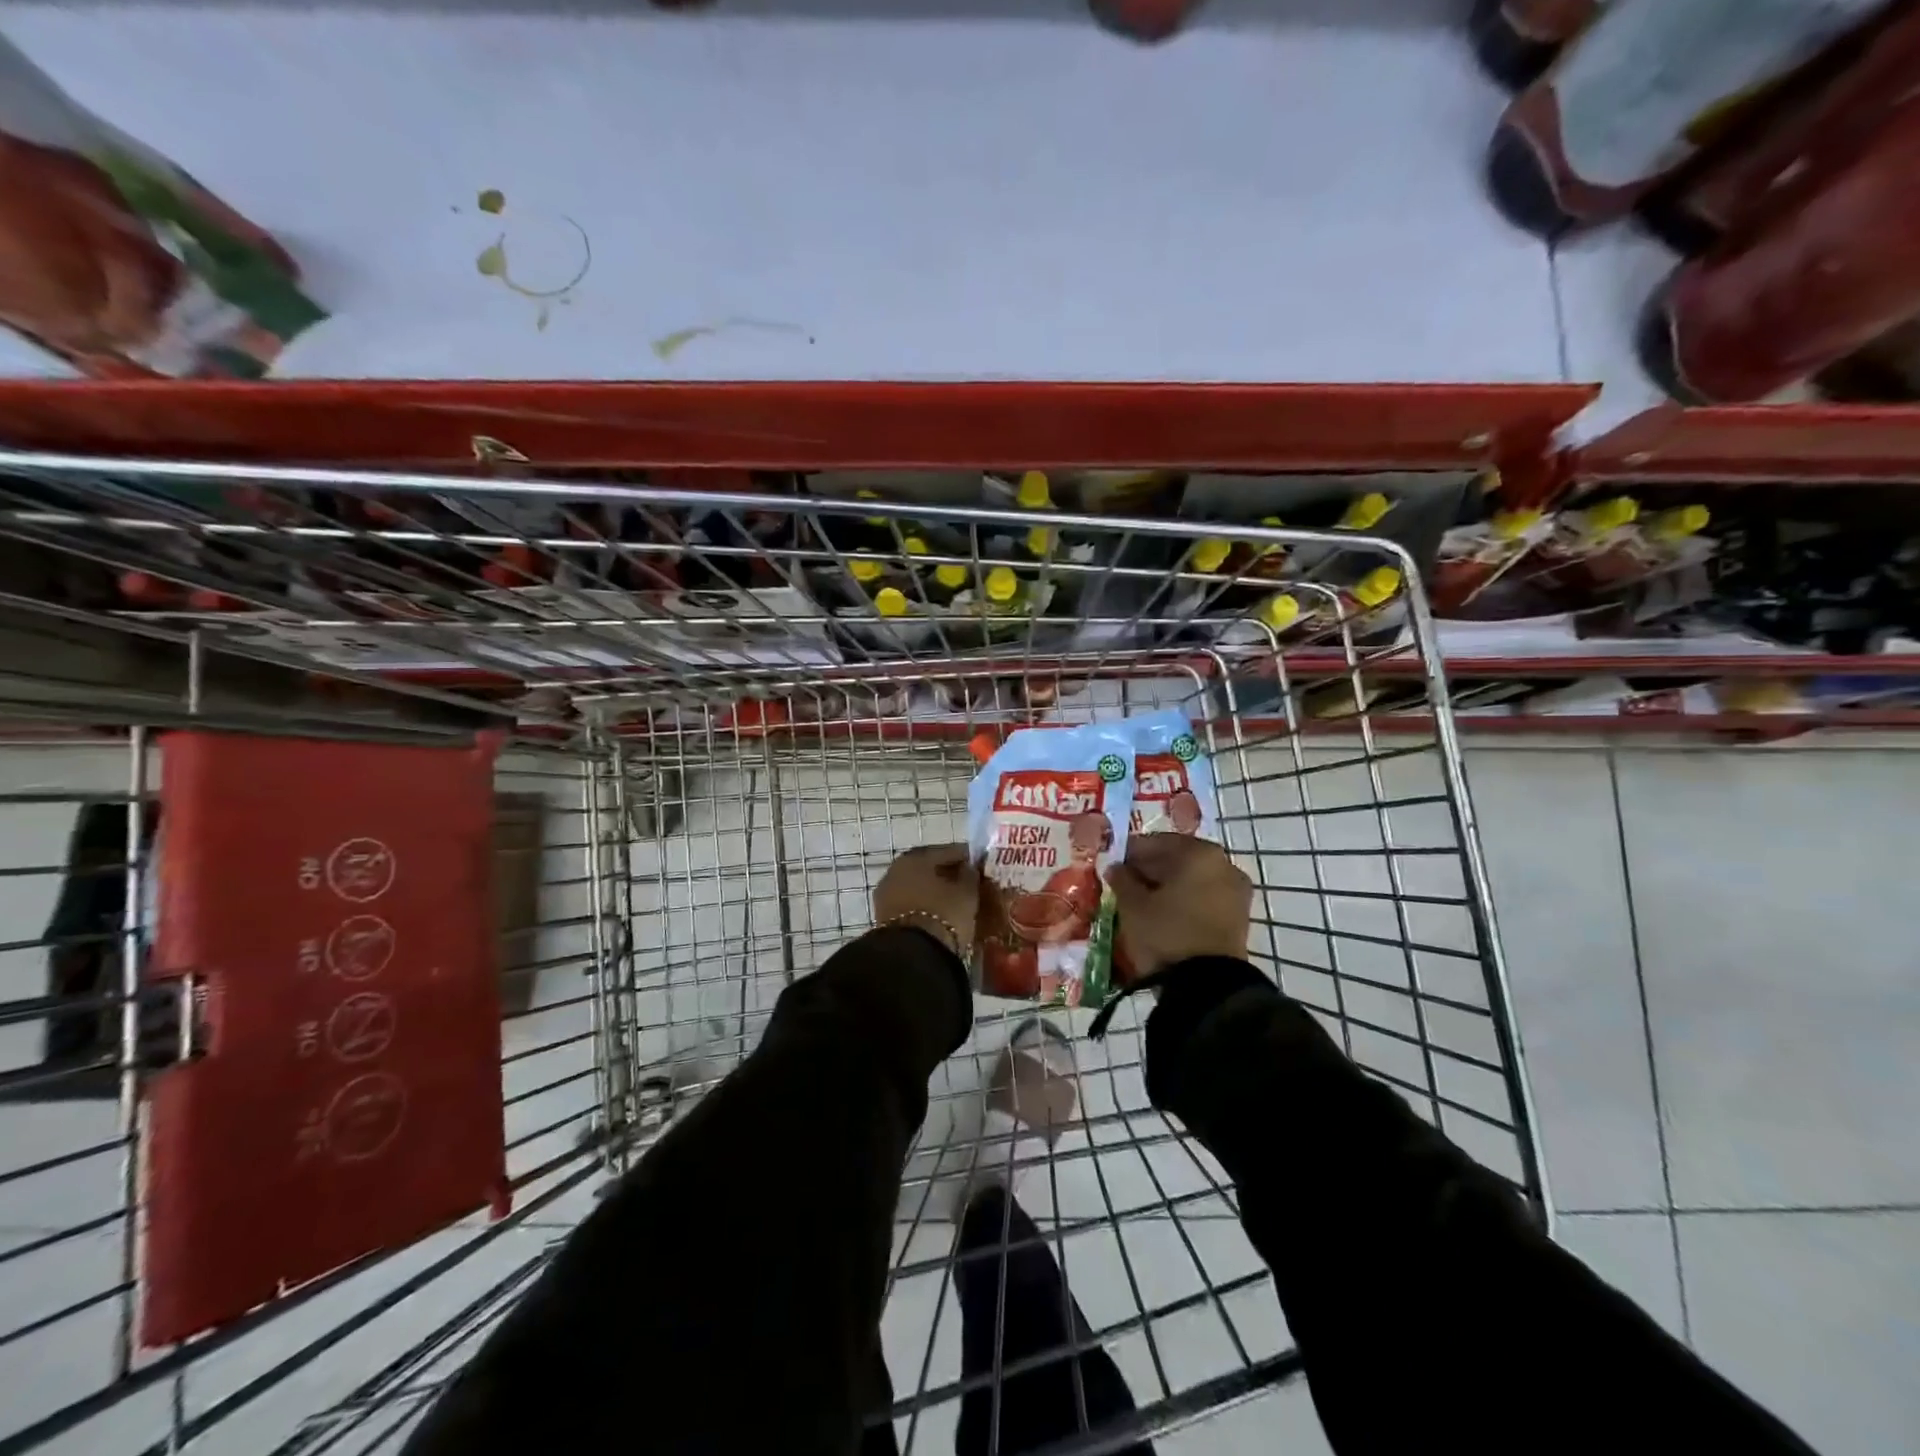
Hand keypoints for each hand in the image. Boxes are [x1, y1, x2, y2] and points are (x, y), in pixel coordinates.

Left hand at [873, 844, 979, 959]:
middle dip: (948, 873)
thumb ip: (970, 875)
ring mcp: (886, 895)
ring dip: (934, 891)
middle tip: (968, 882)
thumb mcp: (967, 893)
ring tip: (956, 901)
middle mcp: (895, 870)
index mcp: (915, 857)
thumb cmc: (943, 915)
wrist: (913, 956)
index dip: (966, 857)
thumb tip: (968, 868)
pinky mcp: (884, 918)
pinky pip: (910, 904)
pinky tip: (940, 913)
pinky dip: (925, 905)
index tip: (981, 863)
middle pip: (928, 868)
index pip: (946, 851)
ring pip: (917, 887)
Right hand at [1105, 834, 1250, 979]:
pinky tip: (1164, 916)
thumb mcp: (1133, 905)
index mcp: (1198, 853)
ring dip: (1169, 887)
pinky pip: (1205, 899)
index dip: (1130, 854)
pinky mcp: (1240, 918)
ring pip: (1192, 880)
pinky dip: (1185, 902)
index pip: (1155, 842)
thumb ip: (1122, 880)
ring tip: (1142, 903)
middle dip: (1151, 870)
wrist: (1207, 987)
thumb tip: (1116, 868)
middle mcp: (1224, 864)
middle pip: (1177, 859)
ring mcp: (1236, 891)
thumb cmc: (1166, 933)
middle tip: (1126, 884)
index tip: (1113, 866)